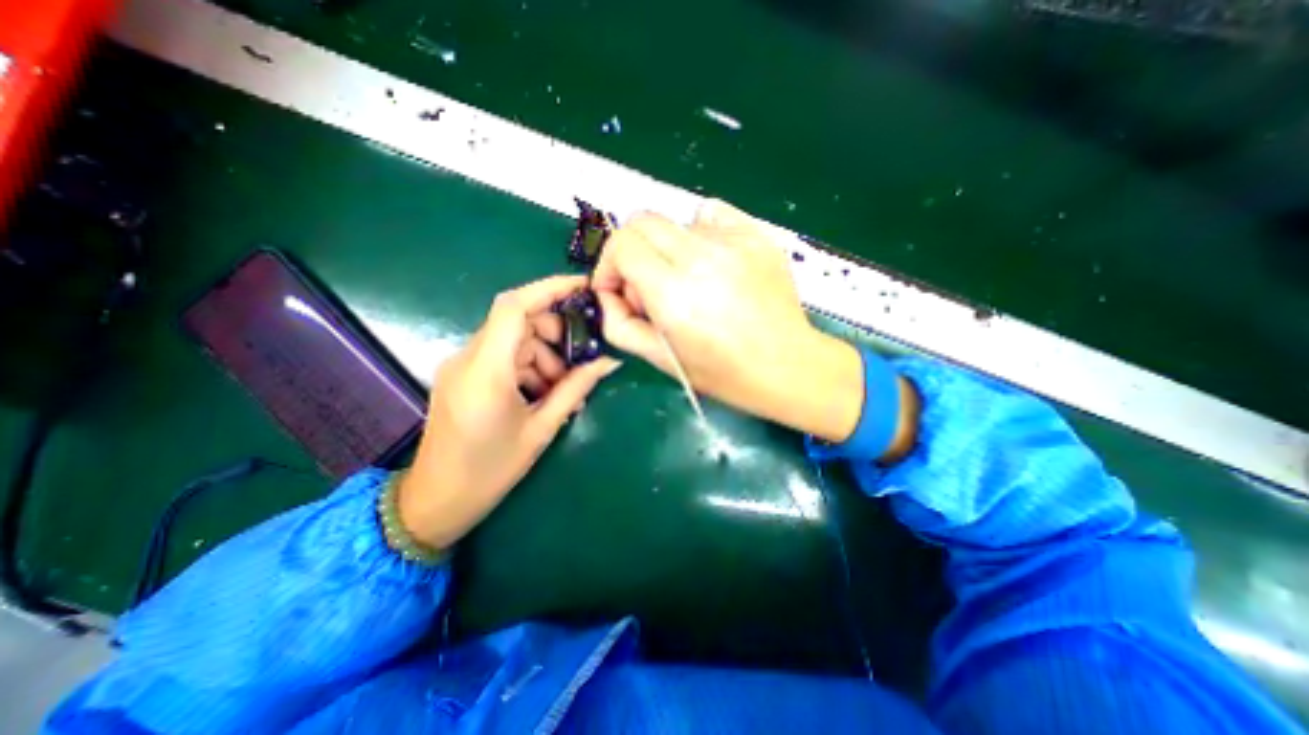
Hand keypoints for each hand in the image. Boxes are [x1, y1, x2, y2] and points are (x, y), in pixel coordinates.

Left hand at [396, 275, 619, 550]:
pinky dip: (528, 366)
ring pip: (513, 340)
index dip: (549, 288)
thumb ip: (576, 388)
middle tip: (579, 362)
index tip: (582, 287)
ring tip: (562, 390)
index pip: (514, 307)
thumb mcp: (541, 429)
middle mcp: (468, 357)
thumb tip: (609, 362)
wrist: (436, 502)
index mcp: (486, 371)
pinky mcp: (462, 375)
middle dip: (555, 333)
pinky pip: (502, 356)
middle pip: (518, 321)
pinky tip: (542, 393)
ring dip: (544, 355)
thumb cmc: (490, 471)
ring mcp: (461, 365)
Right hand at [598, 197, 866, 441]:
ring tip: (688, 282)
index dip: (609, 264)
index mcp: (674, 292)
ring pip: (676, 222)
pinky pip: (711, 214)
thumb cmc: (722, 372)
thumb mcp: (659, 359)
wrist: (786, 365)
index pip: (622, 244)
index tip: (617, 288)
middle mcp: (702, 257)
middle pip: (643, 221)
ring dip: (667, 249)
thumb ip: (619, 324)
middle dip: (631, 251)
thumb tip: (608, 293)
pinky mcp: (756, 235)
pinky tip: (710, 261)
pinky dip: (698, 232)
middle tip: (647, 286)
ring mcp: (734, 241)